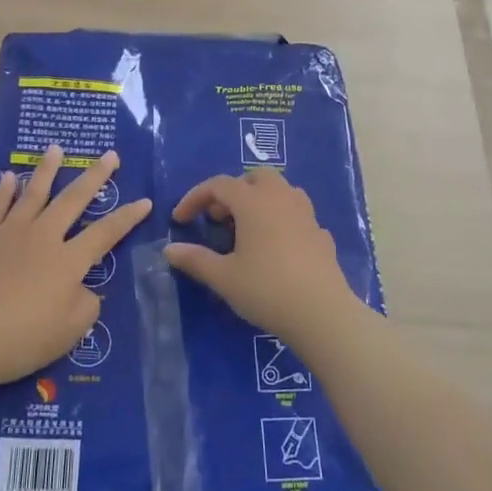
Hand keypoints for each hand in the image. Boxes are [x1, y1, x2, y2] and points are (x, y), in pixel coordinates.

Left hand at [0, 146, 150, 391]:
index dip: (127, 217)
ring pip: (34, 193)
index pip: (106, 233)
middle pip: (73, 199)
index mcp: (68, 261)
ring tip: (56, 148)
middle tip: (110, 155)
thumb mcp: (68, 333)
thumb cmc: (19, 339)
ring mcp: (9, 233)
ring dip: (47, 169)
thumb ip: (86, 305)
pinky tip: (9, 176)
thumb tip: (85, 288)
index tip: (144, 201)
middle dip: (95, 176)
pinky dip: (4, 190)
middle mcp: (43, 237)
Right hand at [164, 168, 364, 348]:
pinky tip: (276, 247)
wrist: (322, 313)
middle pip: (255, 177)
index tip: (180, 219)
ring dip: (260, 200)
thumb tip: (169, 250)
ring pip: (281, 190)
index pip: (218, 185)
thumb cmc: (266, 289)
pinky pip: (298, 215)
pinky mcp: (321, 234)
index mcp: (253, 202)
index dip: (195, 198)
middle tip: (218, 217)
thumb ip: (195, 260)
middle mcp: (281, 198)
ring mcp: (306, 214)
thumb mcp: (224, 277)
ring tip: (247, 227)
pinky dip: (281, 220)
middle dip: (233, 190)